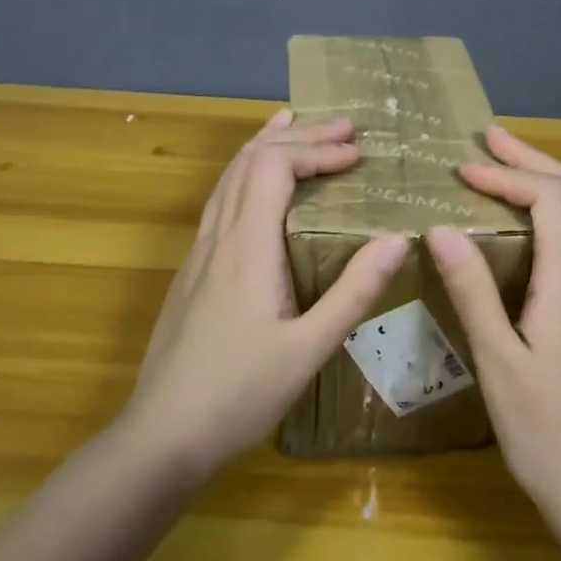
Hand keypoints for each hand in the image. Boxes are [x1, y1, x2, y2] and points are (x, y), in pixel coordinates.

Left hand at [120, 109, 408, 475]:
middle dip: (298, 136)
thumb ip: (353, 292)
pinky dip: (244, 175)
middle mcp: (218, 238)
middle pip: (250, 161)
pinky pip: (219, 203)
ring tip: (292, 124)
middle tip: (343, 126)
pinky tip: (255, 189)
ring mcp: (198, 254)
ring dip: (263, 146)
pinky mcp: (192, 273)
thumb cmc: (239, 395)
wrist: (161, 436)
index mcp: (247, 248)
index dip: (317, 149)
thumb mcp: (309, 349)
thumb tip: (398, 238)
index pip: (275, 167)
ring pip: (227, 178)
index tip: (359, 153)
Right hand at [424, 125, 560, 525]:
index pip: (551, 199)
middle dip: (534, 160)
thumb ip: (473, 291)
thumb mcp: (498, 361)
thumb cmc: (545, 431)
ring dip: (552, 182)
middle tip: (490, 140)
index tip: (462, 171)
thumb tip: (444, 229)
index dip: (507, 176)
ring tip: (510, 170)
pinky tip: (536, 228)